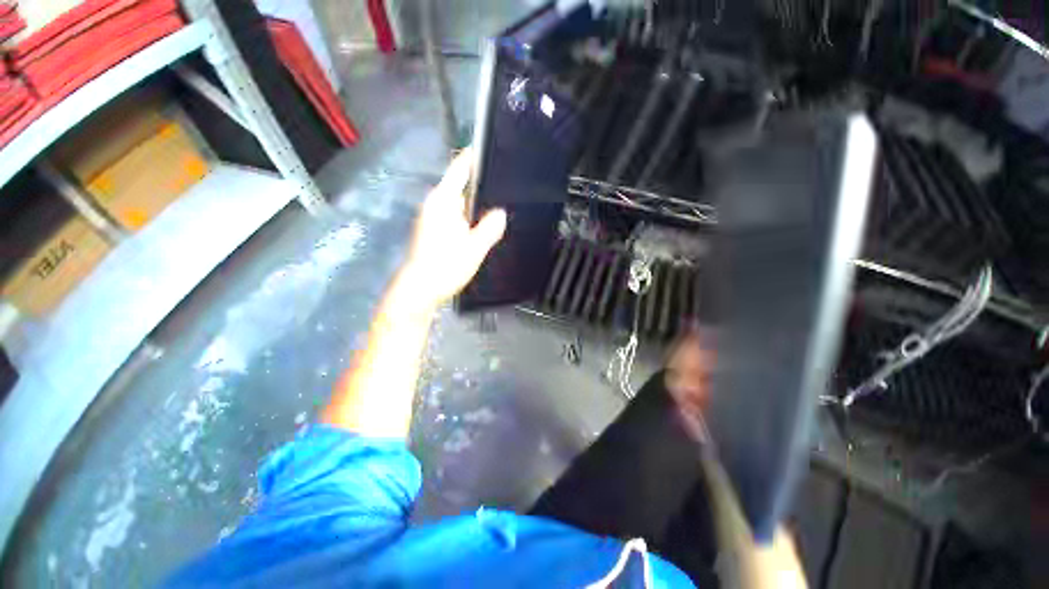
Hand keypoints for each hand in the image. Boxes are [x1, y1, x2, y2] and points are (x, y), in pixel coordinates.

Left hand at [398, 148, 506, 308]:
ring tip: (499, 204)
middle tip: (506, 185)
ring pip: (459, 202)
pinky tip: (482, 225)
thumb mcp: (474, 247)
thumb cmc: (445, 266)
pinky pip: (456, 215)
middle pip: (460, 185)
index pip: (459, 169)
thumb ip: (490, 227)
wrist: (419, 290)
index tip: (491, 148)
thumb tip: (501, 213)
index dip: (474, 156)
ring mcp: (433, 217)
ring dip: (476, 203)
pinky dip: (469, 216)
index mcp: (443, 201)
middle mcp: (435, 204)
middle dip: (481, 184)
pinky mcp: (433, 230)